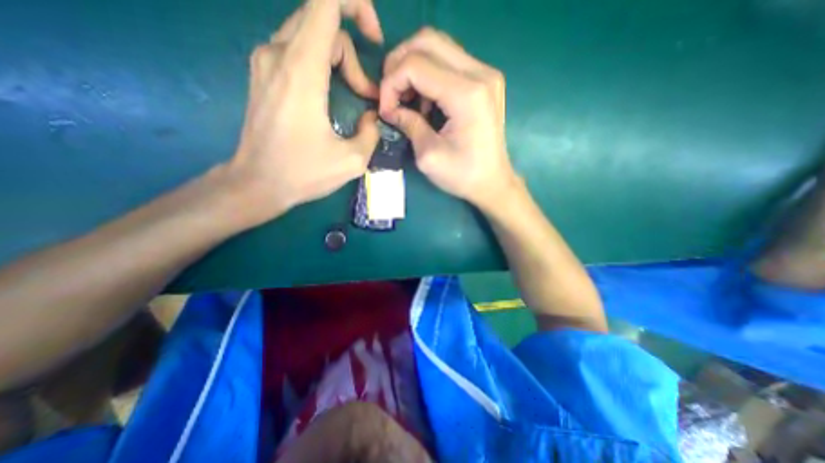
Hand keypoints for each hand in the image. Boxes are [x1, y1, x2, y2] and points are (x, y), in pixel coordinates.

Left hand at [224, 0, 381, 225]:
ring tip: (352, 95)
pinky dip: (322, 62)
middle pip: (323, 21)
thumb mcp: (352, 161)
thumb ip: (371, 133)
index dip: (356, 5)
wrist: (257, 183)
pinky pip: (297, 49)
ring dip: (339, 59)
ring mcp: (265, 61)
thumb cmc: (303, 173)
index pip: (325, 0)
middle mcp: (278, 54)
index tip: (374, 39)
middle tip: (366, 93)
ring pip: (310, 34)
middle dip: (353, 53)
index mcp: (302, 70)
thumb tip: (372, 116)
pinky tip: (330, 93)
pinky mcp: (263, 74)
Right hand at [377, 27, 512, 208]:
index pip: (415, 65)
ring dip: (413, 68)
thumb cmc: (463, 175)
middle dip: (398, 65)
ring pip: (438, 45)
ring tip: (408, 100)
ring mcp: (486, 74)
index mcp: (466, 94)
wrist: (493, 182)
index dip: (391, 84)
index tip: (386, 111)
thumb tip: (389, 108)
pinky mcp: (485, 80)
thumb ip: (408, 124)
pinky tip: (426, 101)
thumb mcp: (428, 156)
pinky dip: (429, 74)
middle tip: (391, 95)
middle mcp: (480, 74)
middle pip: (426, 41)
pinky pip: (449, 60)